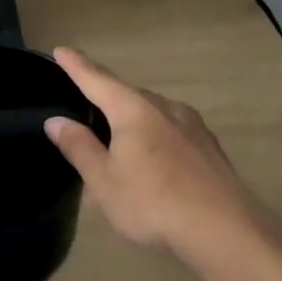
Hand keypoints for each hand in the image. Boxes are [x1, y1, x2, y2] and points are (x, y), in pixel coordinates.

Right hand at [44, 46, 273, 257]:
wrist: (225, 230)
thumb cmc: (152, 202)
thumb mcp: (103, 180)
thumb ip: (79, 147)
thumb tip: (56, 121)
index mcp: (133, 110)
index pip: (96, 80)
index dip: (76, 66)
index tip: (61, 50)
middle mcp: (163, 107)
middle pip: (126, 93)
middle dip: (105, 96)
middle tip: (85, 106)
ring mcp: (191, 125)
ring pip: (152, 111)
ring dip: (131, 117)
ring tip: (117, 138)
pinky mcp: (209, 147)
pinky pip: (171, 129)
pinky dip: (154, 134)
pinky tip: (154, 157)